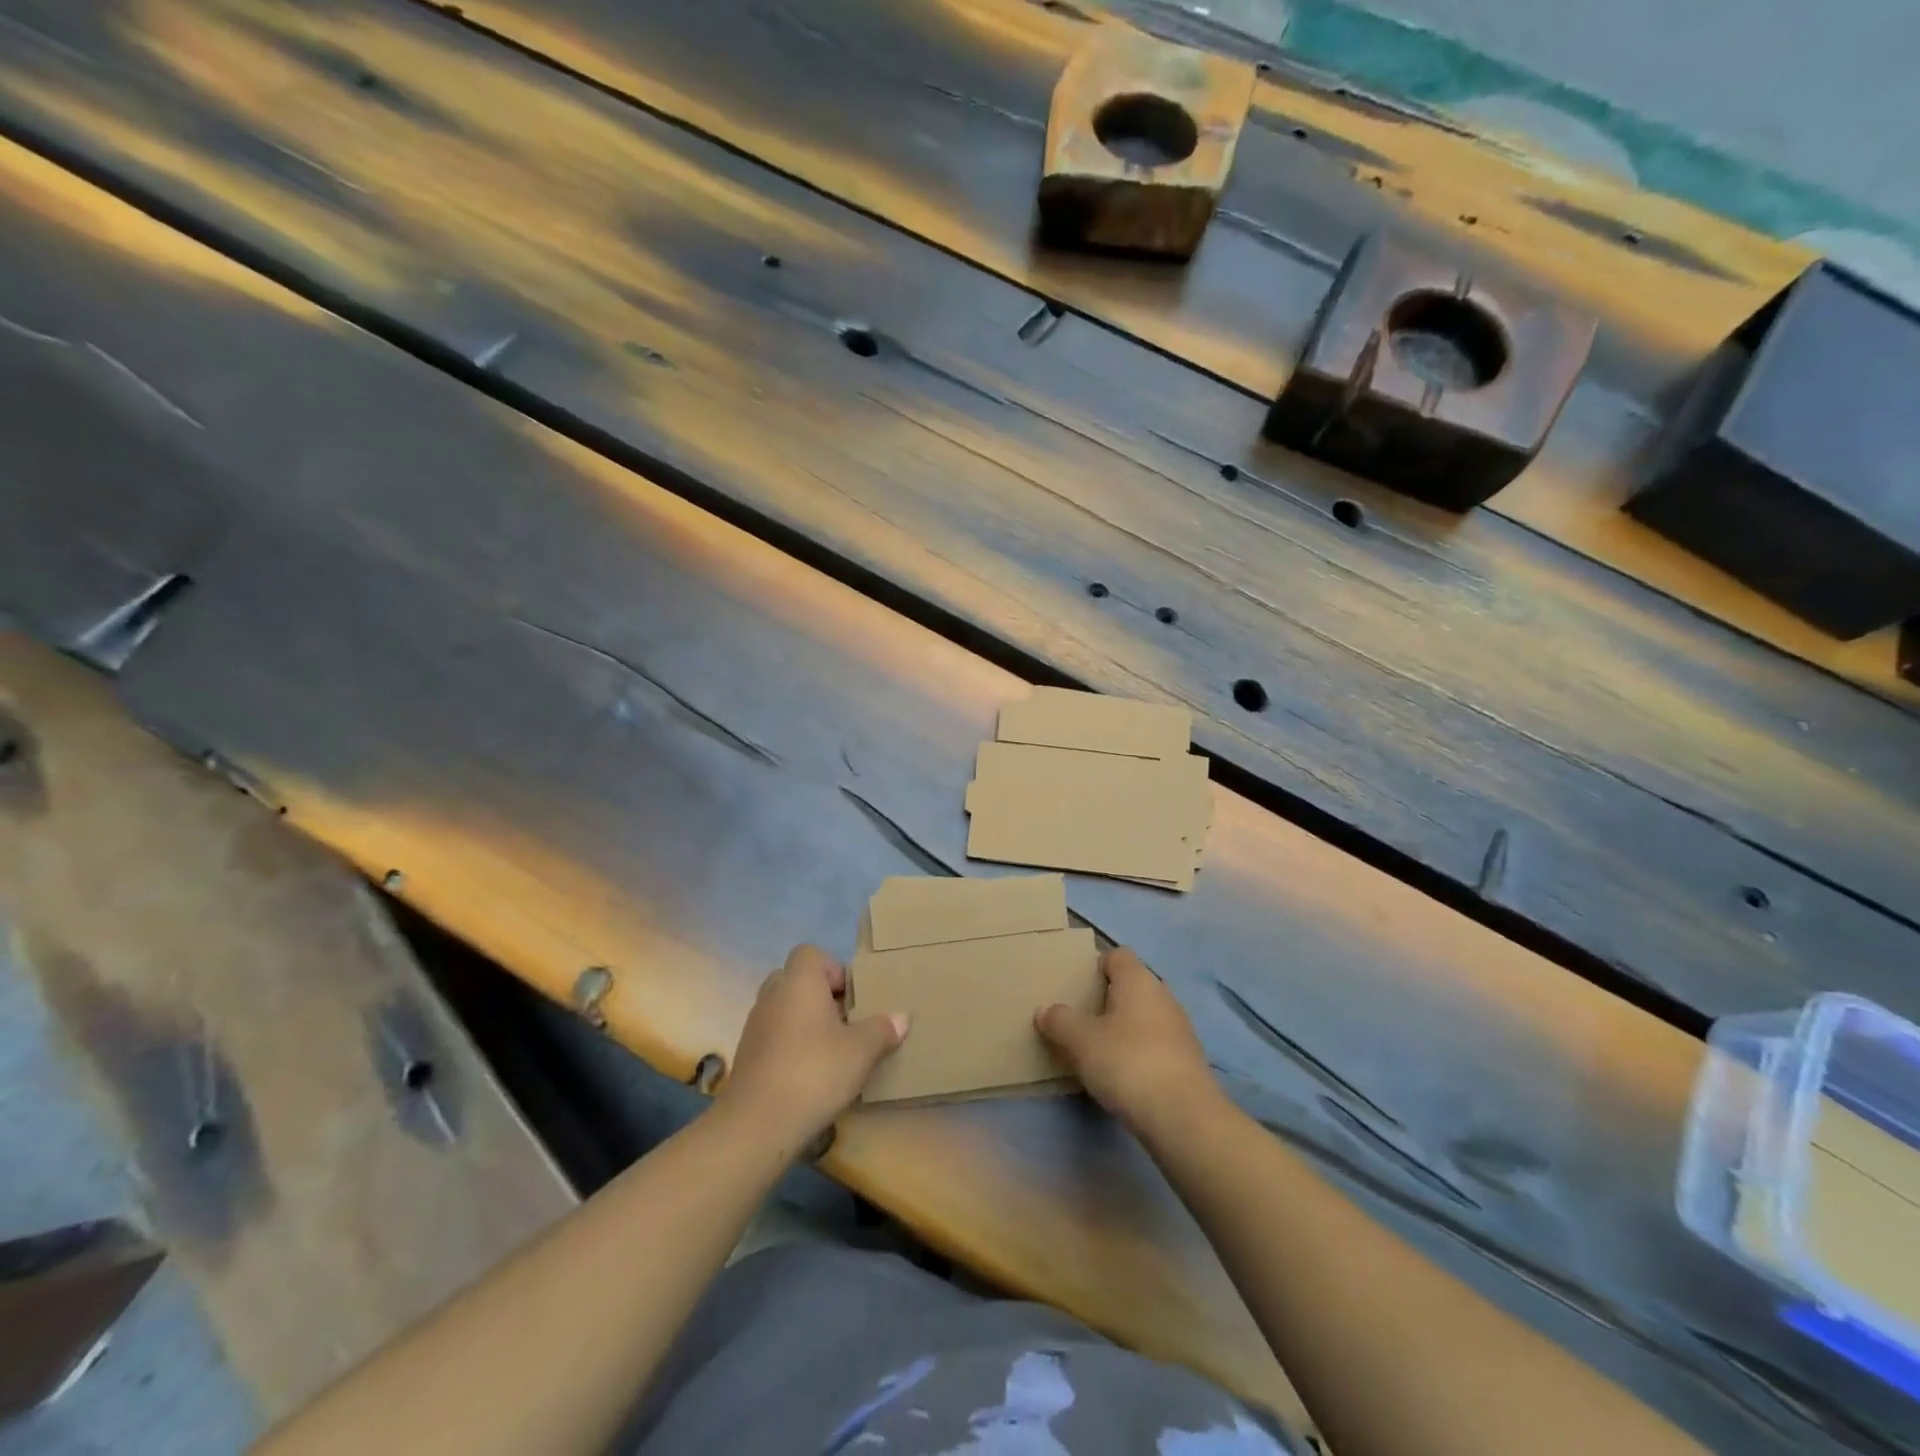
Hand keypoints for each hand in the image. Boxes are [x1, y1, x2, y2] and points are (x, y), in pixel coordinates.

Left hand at [718, 944, 907, 1148]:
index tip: (851, 998)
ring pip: (784, 1009)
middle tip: (845, 1022)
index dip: (833, 969)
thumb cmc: (814, 1072)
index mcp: (799, 982)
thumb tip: (902, 1017)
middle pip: (796, 980)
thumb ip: (882, 1029)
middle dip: (820, 996)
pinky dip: (790, 1046)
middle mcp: (772, 995)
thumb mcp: (861, 1051)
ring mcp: (755, 1026)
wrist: (756, 1125)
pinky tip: (809, 1074)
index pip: (811, 953)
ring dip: (805, 1023)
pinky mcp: (746, 1056)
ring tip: (830, 1050)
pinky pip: (773, 1036)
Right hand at [1036, 947, 1217, 1137]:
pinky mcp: (1188, 1060)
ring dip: (1123, 1028)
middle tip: (1080, 1019)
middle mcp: (1163, 995)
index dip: (1095, 966)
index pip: (1116, 955)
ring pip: (1144, 1016)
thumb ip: (1059, 1020)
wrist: (1184, 1117)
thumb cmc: (1127, 1063)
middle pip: (1131, 985)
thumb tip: (1046, 1010)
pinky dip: (1139, 1052)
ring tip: (1097, 1049)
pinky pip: (1156, 1043)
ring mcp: (1180, 1028)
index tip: (1076, 987)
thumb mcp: (1080, 1041)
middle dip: (1106, 999)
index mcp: (1138, 979)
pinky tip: (1122, 1074)